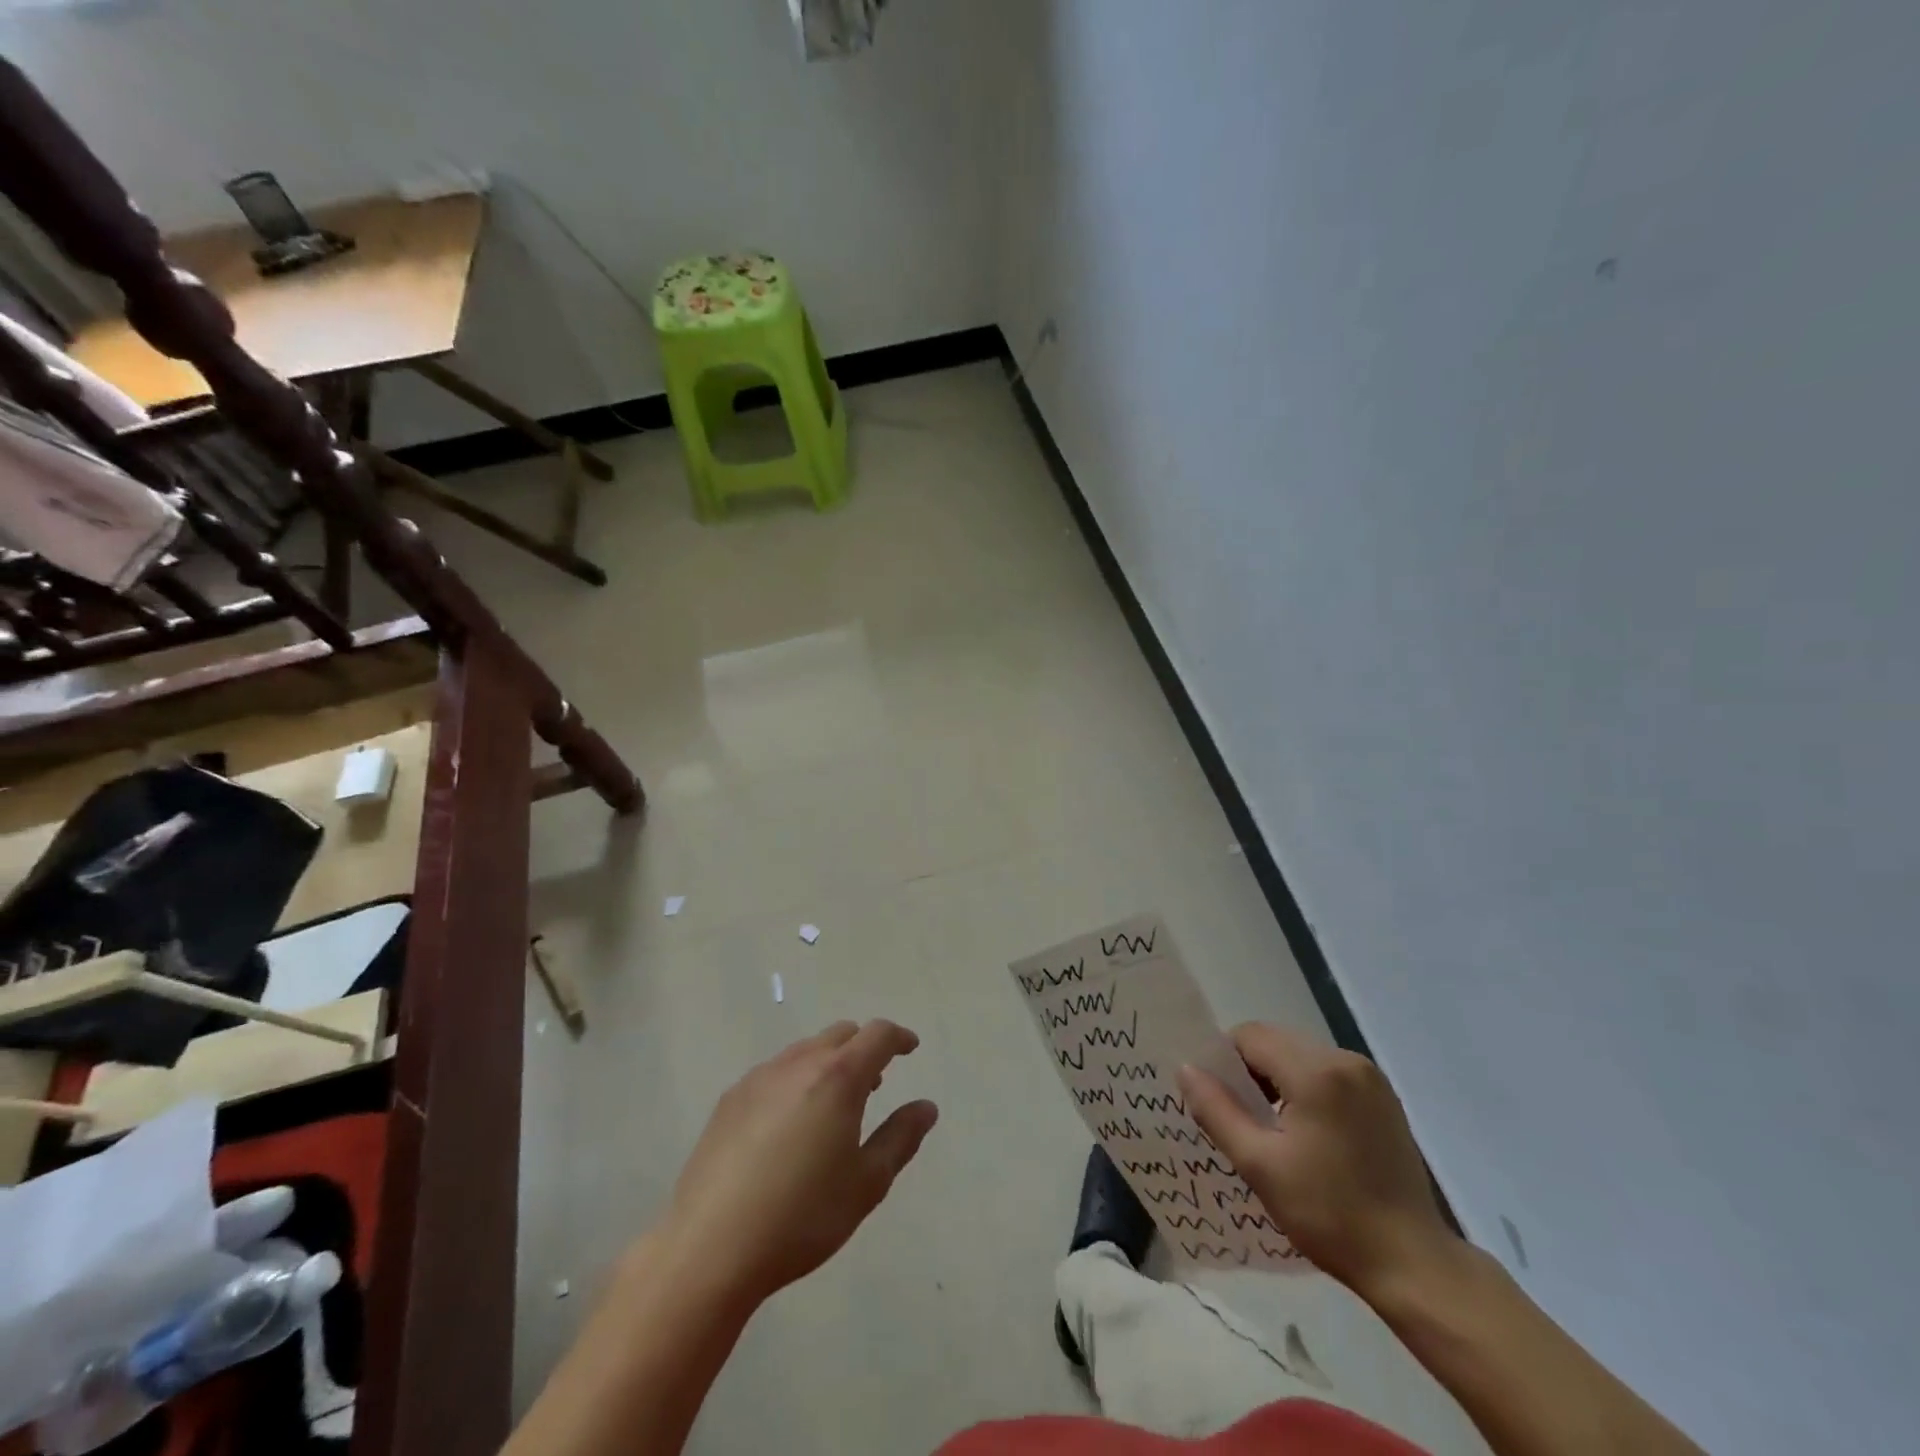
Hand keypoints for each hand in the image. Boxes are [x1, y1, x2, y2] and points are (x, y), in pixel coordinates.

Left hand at [657, 1019, 938, 1307]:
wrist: (710, 1248)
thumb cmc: (802, 1216)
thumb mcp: (866, 1183)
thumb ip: (901, 1138)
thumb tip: (926, 1107)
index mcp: (839, 1077)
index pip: (877, 1035)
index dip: (899, 1037)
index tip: (910, 1048)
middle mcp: (799, 1063)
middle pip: (840, 1034)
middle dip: (863, 1048)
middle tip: (875, 1084)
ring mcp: (759, 1078)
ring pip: (805, 1051)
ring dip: (828, 1064)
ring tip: (832, 1107)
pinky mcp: (730, 1099)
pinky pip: (775, 1073)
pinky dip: (796, 1080)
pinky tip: (789, 1126)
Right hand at [1178, 1023, 1452, 1298]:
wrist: (1413, 1264)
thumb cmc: (1329, 1215)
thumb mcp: (1259, 1165)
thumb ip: (1216, 1110)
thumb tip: (1186, 1069)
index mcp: (1316, 1071)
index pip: (1250, 1036)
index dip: (1225, 1061)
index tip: (1220, 1102)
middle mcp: (1345, 1060)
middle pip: (1276, 1041)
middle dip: (1251, 1071)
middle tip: (1242, 1118)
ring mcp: (1369, 1077)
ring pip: (1300, 1056)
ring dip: (1278, 1079)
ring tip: (1273, 1130)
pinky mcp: (1383, 1097)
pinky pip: (1327, 1072)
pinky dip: (1306, 1089)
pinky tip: (1308, 1133)